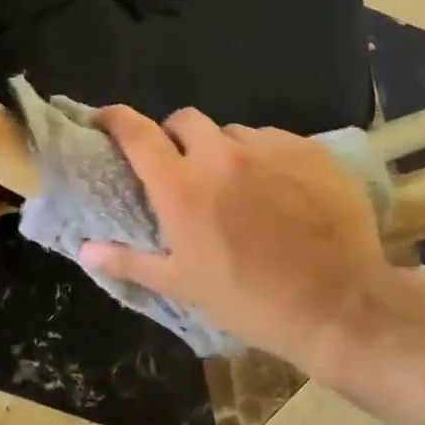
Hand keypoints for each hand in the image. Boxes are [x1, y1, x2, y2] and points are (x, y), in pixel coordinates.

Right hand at [80, 106, 390, 373]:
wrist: (339, 305)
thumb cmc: (251, 301)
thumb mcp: (183, 285)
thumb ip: (130, 261)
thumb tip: (85, 249)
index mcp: (182, 188)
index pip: (138, 134)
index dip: (116, 119)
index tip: (106, 120)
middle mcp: (222, 156)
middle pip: (186, 120)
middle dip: (175, 136)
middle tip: (182, 167)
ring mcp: (270, 148)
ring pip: (234, 133)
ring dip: (224, 151)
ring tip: (238, 184)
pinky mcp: (310, 150)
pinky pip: (275, 140)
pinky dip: (266, 157)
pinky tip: (280, 188)